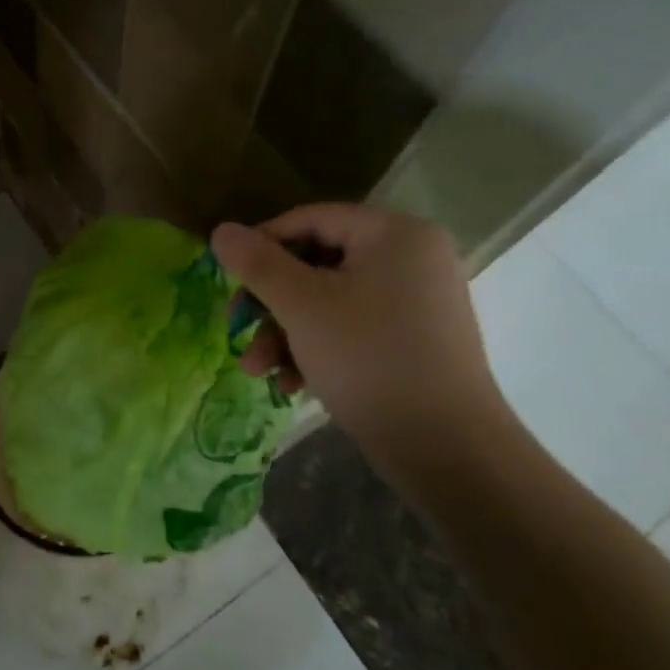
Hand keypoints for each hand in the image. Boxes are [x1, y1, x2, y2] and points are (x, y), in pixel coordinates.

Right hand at [210, 205, 507, 452]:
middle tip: (236, 328)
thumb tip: (221, 230)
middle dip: (271, 303)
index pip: (311, 219)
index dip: (262, 243)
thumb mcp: (301, 306)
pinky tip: (292, 385)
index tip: (227, 277)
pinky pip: (355, 328)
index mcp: (395, 233)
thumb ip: (257, 263)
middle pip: (319, 264)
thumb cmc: (368, 360)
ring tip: (258, 372)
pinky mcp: (416, 341)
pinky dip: (319, 349)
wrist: (447, 450)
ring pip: (331, 301)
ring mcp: (418, 301)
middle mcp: (413, 258)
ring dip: (286, 333)